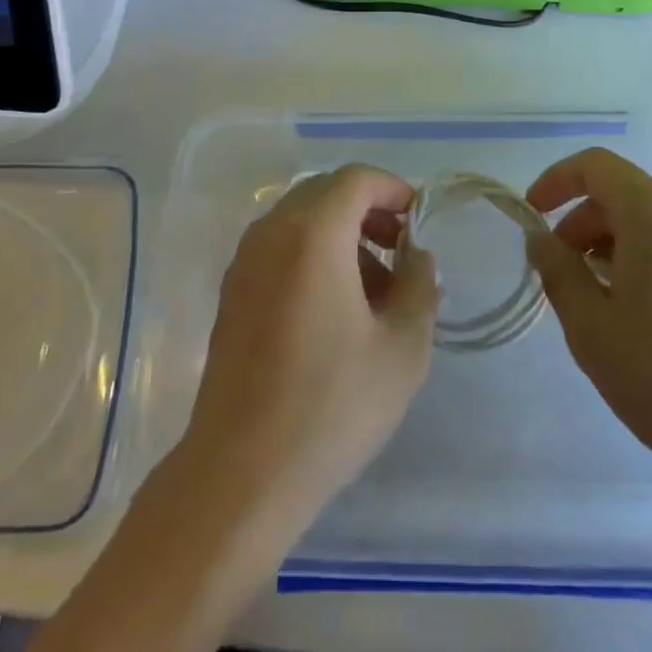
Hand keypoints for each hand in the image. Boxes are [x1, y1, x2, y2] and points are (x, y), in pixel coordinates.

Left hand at [181, 165, 438, 527]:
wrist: (241, 472)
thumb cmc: (332, 405)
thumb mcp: (402, 348)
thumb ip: (420, 286)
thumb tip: (416, 256)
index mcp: (312, 233)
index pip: (356, 179)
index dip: (393, 188)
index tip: (419, 221)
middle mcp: (271, 232)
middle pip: (325, 193)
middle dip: (368, 210)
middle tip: (401, 250)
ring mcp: (244, 261)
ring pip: (300, 221)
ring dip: (341, 235)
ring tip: (375, 289)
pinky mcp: (231, 292)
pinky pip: (279, 248)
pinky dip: (312, 255)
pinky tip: (335, 309)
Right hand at [525, 148, 651, 486]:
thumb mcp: (592, 327)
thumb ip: (557, 271)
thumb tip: (540, 239)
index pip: (594, 166)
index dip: (555, 181)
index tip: (531, 215)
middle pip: (621, 195)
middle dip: (580, 226)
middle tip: (560, 275)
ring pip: (648, 224)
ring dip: (610, 248)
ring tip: (597, 302)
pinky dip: (643, 261)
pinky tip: (639, 315)